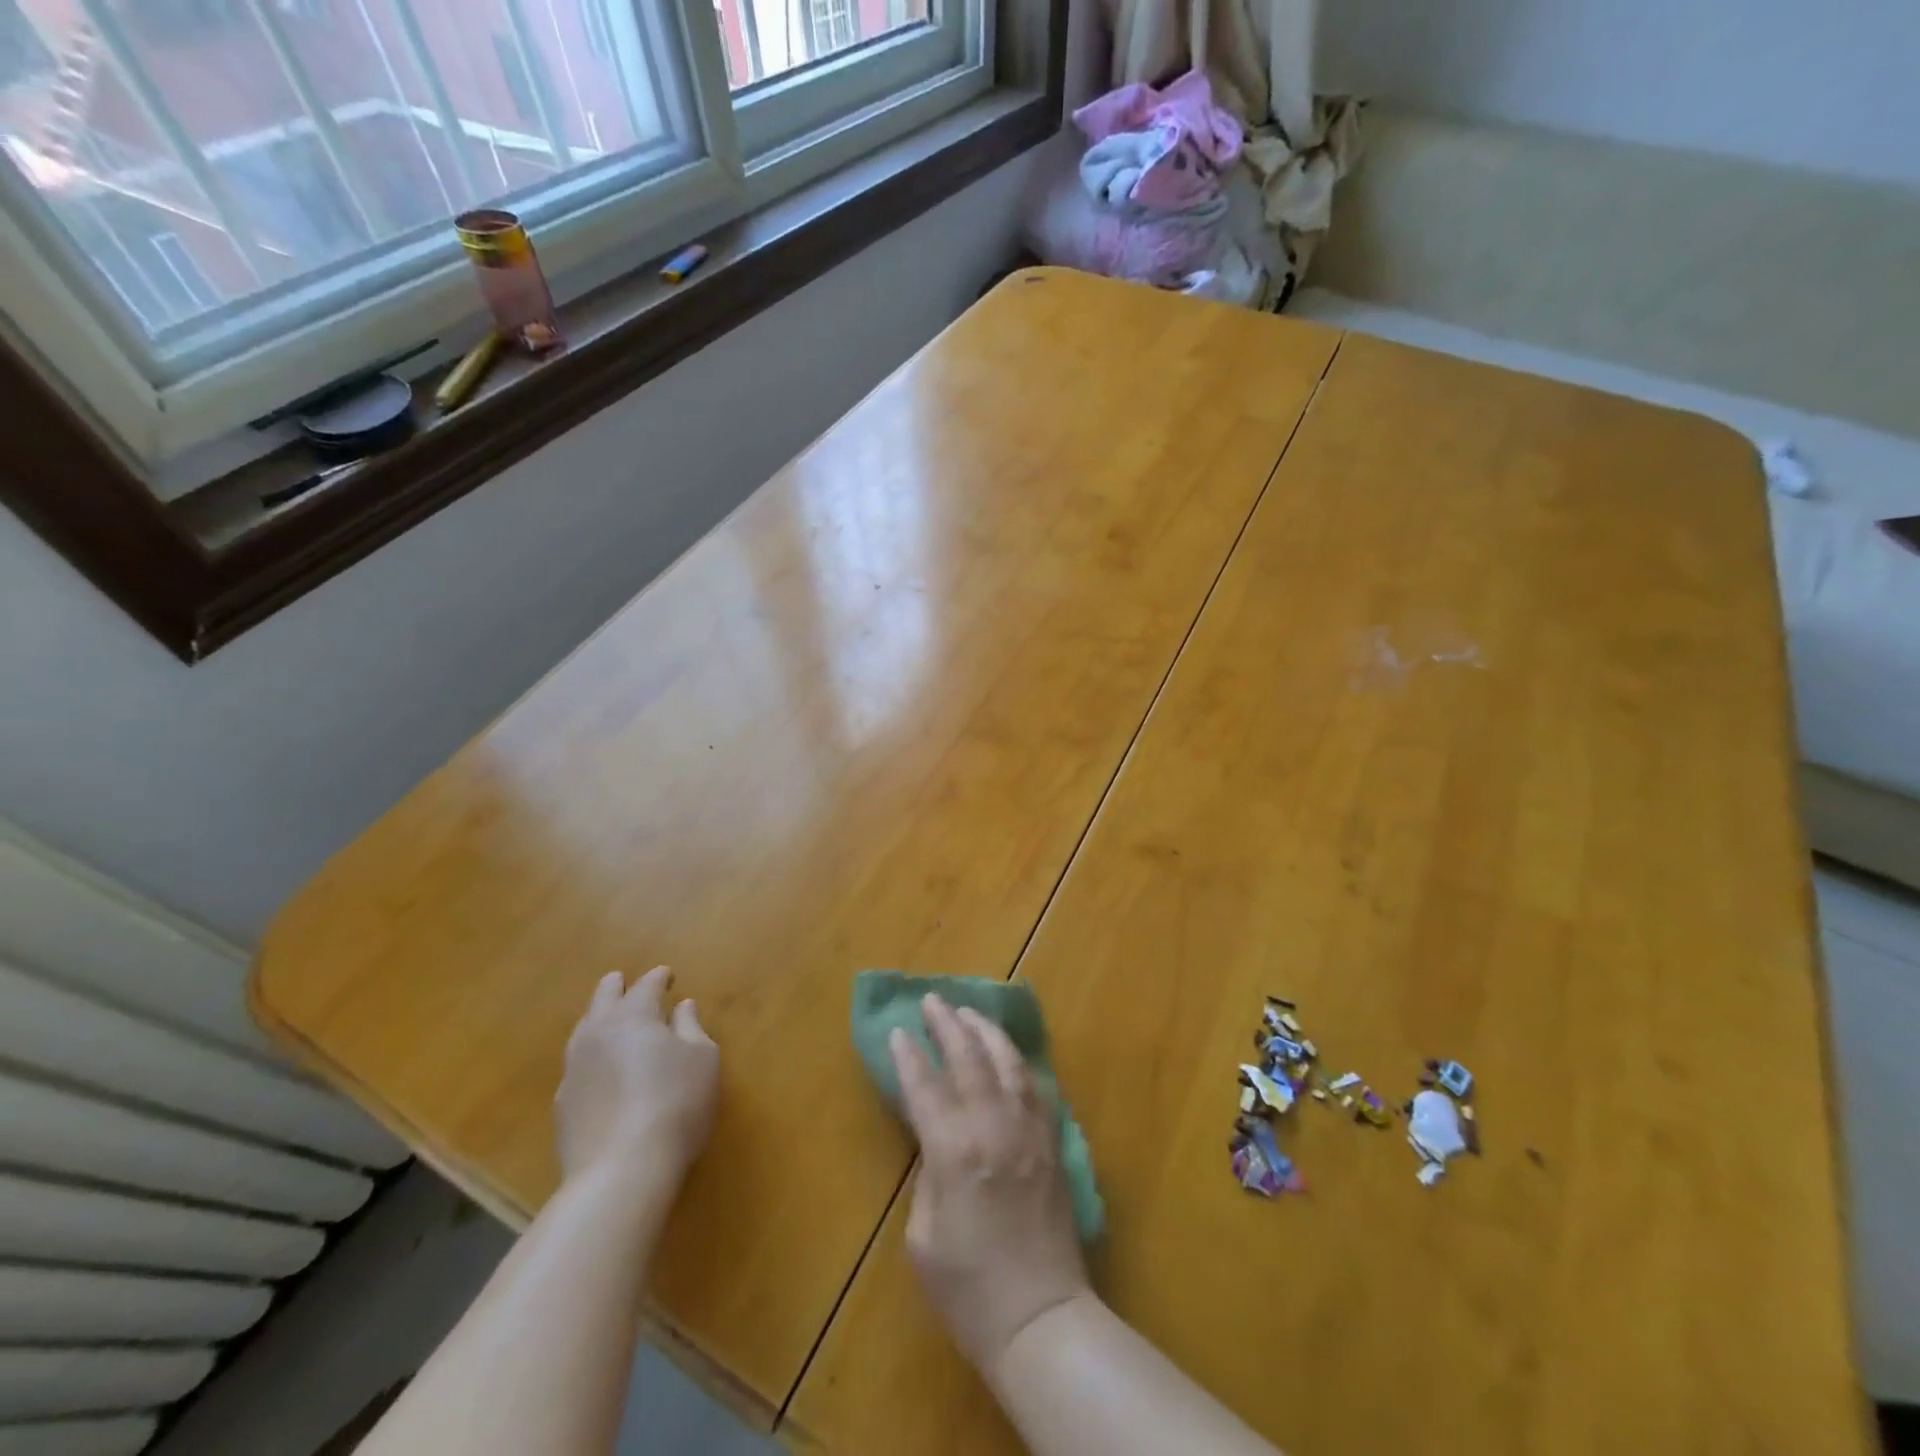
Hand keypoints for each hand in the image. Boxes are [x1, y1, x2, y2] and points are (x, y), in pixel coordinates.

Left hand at [556, 967, 718, 1192]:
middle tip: (625, 982)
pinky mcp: (563, 1103)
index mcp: (634, 1015)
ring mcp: (574, 1068)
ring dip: (598, 1018)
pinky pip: (578, 1064)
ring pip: (584, 1029)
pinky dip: (591, 1055)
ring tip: (609, 1020)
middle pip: (603, 997)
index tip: (669, 976)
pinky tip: (600, 1068)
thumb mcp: (702, 1059)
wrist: (621, 1170)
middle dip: (617, 986)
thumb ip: (691, 1027)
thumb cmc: (675, 1103)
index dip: (659, 978)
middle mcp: (598, 1032)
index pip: (646, 985)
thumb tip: (682, 1007)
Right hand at [890, 994, 1093, 1377]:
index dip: (910, 1057)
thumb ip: (928, 1175)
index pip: (926, 1087)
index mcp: (955, 1151)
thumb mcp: (923, 1236)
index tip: (899, 1031)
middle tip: (933, 1000)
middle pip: (969, 1060)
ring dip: (986, 1032)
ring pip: (1008, 1062)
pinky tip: (1008, 1053)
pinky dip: (1018, 1061)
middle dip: (948, 1025)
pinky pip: (1036, 1086)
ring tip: (969, 1012)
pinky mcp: (1052, 1142)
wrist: (1040, 1318)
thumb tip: (936, 1141)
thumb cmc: (969, 1289)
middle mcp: (994, 1128)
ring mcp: (1029, 1131)